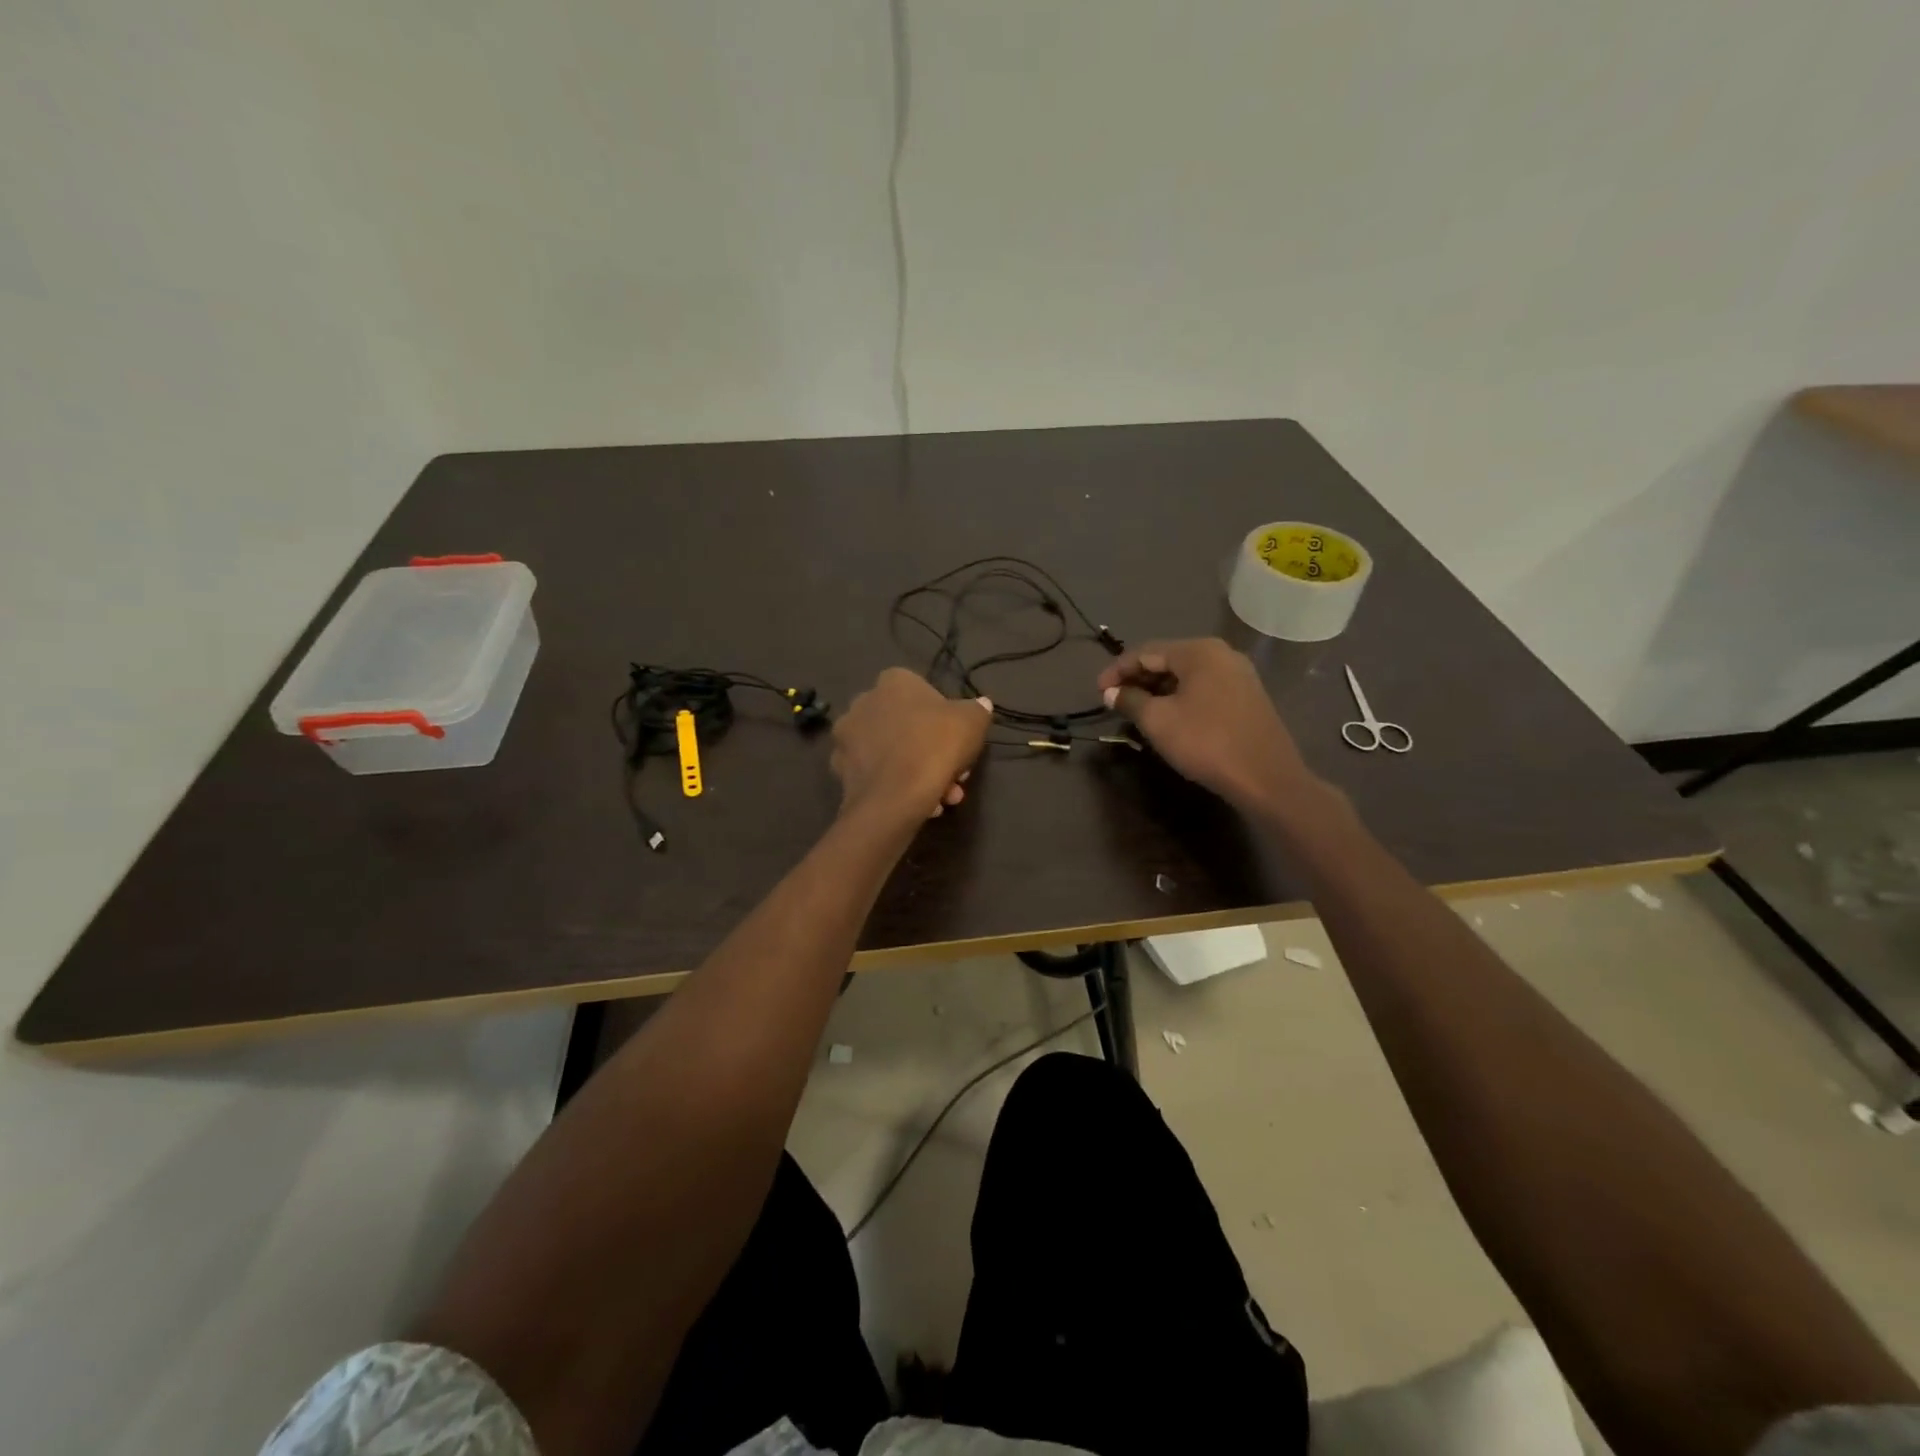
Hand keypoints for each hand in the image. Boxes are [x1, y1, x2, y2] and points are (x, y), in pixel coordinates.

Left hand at [831, 669, 992, 822]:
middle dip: (933, 751)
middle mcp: (862, 703)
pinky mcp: (840, 770)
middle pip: (907, 726)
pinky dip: (899, 787)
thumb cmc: (935, 746)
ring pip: (894, 753)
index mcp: (892, 682)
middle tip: (954, 776)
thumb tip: (981, 704)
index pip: (923, 692)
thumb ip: (978, 709)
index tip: (959, 742)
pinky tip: (921, 805)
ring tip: (942, 798)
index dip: (945, 719)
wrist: (894, 797)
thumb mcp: (972, 721)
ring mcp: (847, 737)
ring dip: (920, 772)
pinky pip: (879, 775)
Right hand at [1098, 638, 1316, 812]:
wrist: (1266, 777)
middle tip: (1114, 701)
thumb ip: (1130, 700)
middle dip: (1137, 679)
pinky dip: (1179, 697)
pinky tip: (1167, 716)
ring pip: (1186, 675)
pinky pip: (1203, 688)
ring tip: (1136, 710)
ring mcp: (1238, 675)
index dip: (1117, 670)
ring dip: (1157, 689)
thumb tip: (1111, 693)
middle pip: (1168, 659)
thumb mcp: (1158, 721)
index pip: (1146, 651)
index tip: (1097, 692)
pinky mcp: (1247, 697)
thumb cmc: (1205, 742)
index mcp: (1199, 651)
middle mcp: (1221, 654)